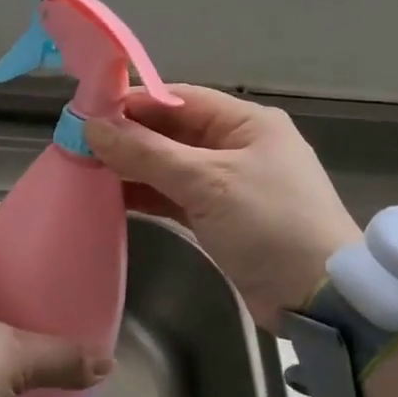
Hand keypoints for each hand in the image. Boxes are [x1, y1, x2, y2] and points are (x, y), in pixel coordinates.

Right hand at [85, 84, 359, 328]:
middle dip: (128, 138)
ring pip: (171, 166)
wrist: (319, 297)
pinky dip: (148, 196)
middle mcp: (238, 146)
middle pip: (172, 132)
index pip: (179, 99)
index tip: (88, 112)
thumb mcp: (208, 182)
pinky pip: (176, 196)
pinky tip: (112, 198)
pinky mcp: (221, 218)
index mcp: (246, 123)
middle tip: (78, 145)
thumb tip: (93, 127)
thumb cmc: (270, 224)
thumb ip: (147, 154)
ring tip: (86, 170)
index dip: (134, 103)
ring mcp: (230, 183)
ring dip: (133, 168)